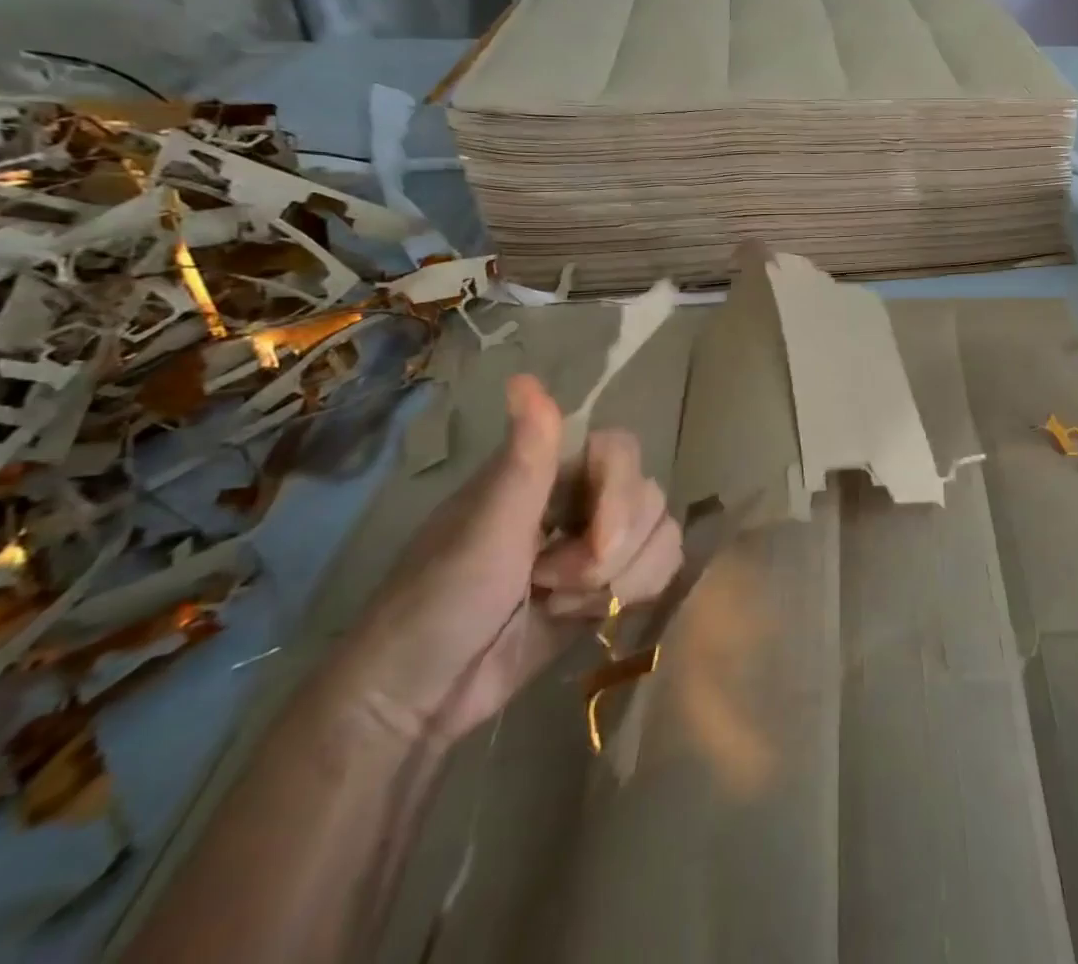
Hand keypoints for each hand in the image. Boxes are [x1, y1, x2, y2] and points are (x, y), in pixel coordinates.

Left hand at [324, 375, 683, 750]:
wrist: (416, 700)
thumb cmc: (438, 604)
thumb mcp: (484, 531)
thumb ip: (525, 459)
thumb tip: (525, 377)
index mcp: (549, 472)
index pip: (624, 450)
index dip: (621, 497)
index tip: (593, 544)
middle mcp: (580, 498)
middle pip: (649, 496)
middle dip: (612, 553)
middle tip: (553, 585)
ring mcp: (596, 544)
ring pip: (661, 533)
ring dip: (619, 580)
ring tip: (561, 604)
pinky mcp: (608, 586)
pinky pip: (660, 567)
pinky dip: (634, 593)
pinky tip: (585, 616)